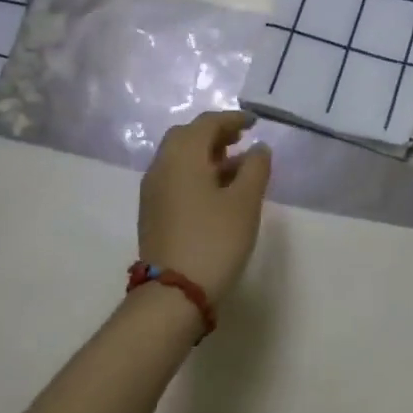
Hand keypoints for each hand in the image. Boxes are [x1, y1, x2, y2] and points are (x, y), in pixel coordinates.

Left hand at [138, 110, 272, 298]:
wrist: (174, 293)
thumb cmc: (214, 240)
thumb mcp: (245, 202)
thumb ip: (256, 168)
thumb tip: (259, 148)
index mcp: (182, 156)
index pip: (206, 123)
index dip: (232, 119)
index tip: (254, 122)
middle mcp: (162, 166)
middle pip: (187, 137)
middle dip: (215, 134)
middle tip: (241, 139)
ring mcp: (153, 190)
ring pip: (179, 158)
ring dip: (206, 154)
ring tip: (237, 166)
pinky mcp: (153, 212)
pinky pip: (175, 177)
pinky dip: (196, 172)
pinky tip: (218, 191)